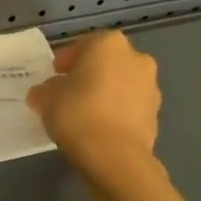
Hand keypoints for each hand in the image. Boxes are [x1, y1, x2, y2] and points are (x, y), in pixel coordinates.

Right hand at [26, 30, 161, 184]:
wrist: (115, 156)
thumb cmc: (77, 113)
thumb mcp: (46, 97)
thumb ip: (45, 89)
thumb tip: (45, 92)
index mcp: (108, 44)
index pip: (84, 45)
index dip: (66, 60)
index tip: (54, 75)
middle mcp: (135, 58)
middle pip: (106, 62)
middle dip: (89, 74)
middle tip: (69, 92)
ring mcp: (150, 86)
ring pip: (121, 84)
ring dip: (105, 93)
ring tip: (84, 113)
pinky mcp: (156, 114)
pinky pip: (129, 106)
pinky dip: (116, 112)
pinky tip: (100, 128)